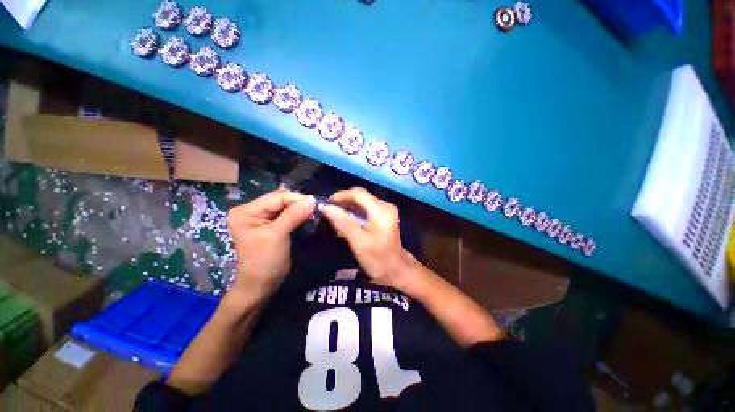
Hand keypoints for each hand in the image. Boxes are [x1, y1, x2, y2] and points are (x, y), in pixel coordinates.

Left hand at [227, 189, 315, 298]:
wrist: (261, 285)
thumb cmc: (264, 261)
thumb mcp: (277, 235)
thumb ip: (294, 215)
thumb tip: (312, 199)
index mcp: (246, 211)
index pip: (276, 198)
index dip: (296, 198)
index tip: (316, 203)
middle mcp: (252, 210)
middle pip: (280, 199)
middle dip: (299, 202)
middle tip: (316, 207)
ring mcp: (262, 217)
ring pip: (286, 206)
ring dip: (300, 208)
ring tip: (314, 211)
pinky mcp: (272, 224)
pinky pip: (288, 214)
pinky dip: (299, 214)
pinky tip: (308, 215)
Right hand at [322, 187, 416, 291]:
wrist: (397, 270)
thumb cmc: (378, 258)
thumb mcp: (358, 242)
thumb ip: (343, 223)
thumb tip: (327, 208)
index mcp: (381, 210)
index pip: (358, 193)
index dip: (341, 195)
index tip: (327, 203)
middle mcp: (385, 206)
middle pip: (361, 196)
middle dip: (344, 201)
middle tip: (330, 210)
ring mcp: (386, 210)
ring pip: (363, 202)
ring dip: (349, 207)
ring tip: (335, 216)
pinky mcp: (384, 216)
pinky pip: (366, 208)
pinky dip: (355, 212)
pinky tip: (347, 221)